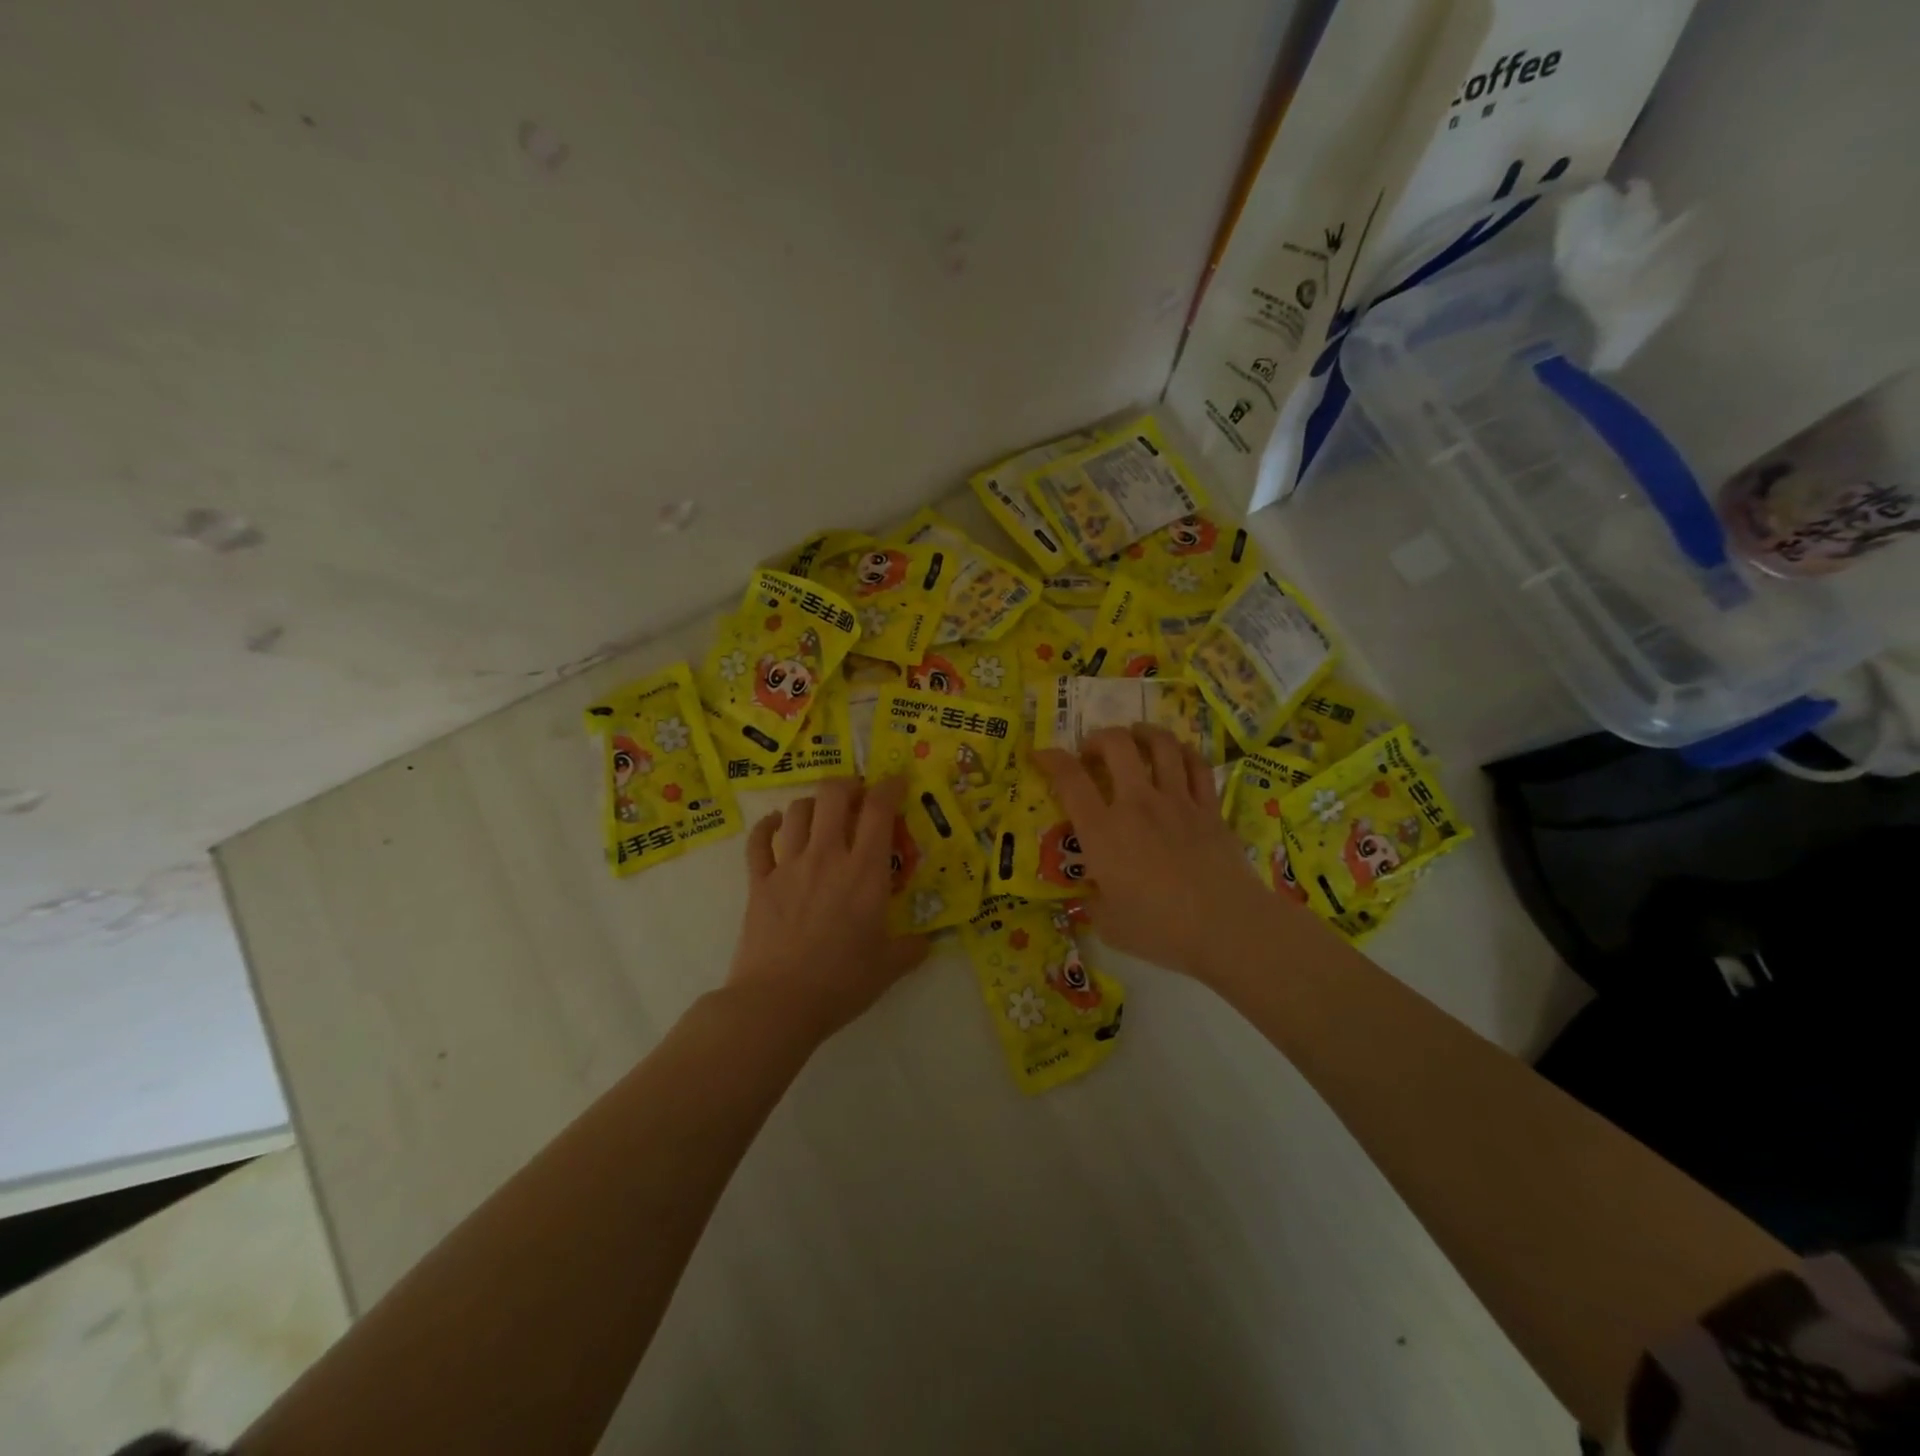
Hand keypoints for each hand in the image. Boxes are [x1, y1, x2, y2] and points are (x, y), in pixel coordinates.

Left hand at [729, 775, 929, 1041]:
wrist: (778, 1002)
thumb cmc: (841, 982)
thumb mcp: (888, 967)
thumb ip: (910, 949)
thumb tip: (927, 943)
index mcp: (865, 871)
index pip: (879, 810)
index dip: (890, 787)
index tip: (896, 783)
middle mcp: (827, 856)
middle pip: (833, 795)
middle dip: (848, 785)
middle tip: (857, 796)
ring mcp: (788, 866)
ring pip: (797, 812)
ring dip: (812, 805)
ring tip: (821, 814)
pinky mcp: (759, 882)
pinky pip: (759, 841)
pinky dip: (766, 827)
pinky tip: (774, 825)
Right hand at [1035, 727, 1273, 980]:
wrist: (1227, 927)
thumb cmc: (1160, 929)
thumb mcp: (1108, 924)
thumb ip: (1094, 902)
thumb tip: (1092, 895)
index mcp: (1103, 831)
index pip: (1069, 779)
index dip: (1051, 759)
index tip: (1041, 754)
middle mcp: (1137, 804)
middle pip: (1116, 745)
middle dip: (1098, 738)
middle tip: (1093, 752)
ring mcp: (1177, 801)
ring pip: (1161, 745)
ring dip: (1143, 733)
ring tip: (1135, 736)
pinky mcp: (1210, 808)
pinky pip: (1197, 766)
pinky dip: (1184, 753)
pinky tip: (1177, 754)